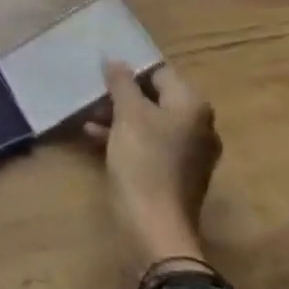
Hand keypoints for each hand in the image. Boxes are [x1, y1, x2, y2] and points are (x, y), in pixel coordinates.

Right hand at [85, 59, 221, 269]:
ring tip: (89, 117)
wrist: (156, 228)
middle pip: (156, 97)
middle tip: (93, 95)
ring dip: (120, 117)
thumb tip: (116, 60)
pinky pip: (152, 145)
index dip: (130, 70)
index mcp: (192, 105)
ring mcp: (192, 153)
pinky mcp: (179, 174)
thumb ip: (121, 82)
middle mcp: (199, 125)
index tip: (102, 73)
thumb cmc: (143, 161)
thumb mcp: (127, 114)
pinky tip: (96, 138)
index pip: (159, 72)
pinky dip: (128, 138)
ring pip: (151, 122)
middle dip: (122, 95)